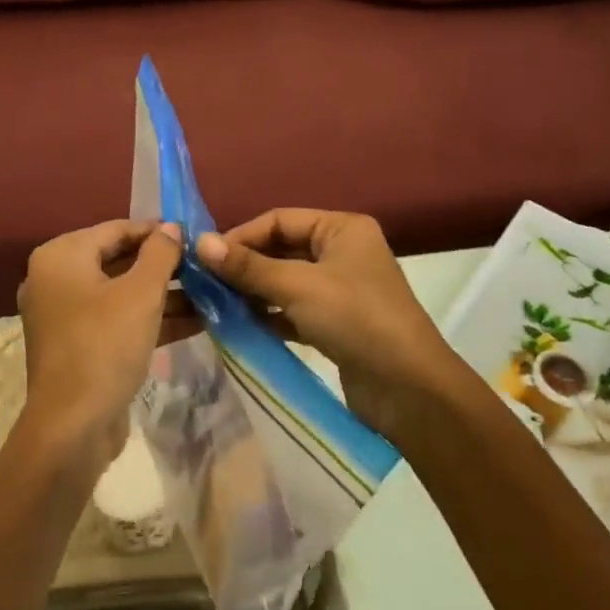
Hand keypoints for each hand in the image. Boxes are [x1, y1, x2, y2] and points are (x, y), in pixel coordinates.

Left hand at [16, 220, 182, 474]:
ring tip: (210, 292)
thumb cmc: (105, 346)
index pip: (116, 229)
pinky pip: (118, 320)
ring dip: (164, 294)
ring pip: (122, 293)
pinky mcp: (80, 345)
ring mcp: (67, 315)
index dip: (157, 231)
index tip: (195, 236)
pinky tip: (196, 321)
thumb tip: (172, 228)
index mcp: (61, 257)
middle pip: (119, 260)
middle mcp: (57, 279)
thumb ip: (160, 254)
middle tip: (205, 265)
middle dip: (164, 265)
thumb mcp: (141, 294)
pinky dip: (151, 319)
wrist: (73, 428)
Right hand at [196, 209, 463, 441]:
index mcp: (342, 229)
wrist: (409, 389)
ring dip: (253, 293)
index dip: (242, 236)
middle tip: (205, 284)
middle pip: (281, 250)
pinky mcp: (335, 324)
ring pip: (285, 282)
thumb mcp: (298, 287)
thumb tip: (200, 243)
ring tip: (214, 306)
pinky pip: (293, 311)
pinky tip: (239, 327)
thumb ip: (248, 267)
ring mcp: (340, 290)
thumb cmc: (355, 319)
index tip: (205, 259)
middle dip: (245, 266)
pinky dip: (269, 316)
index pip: (280, 220)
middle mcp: (342, 252)